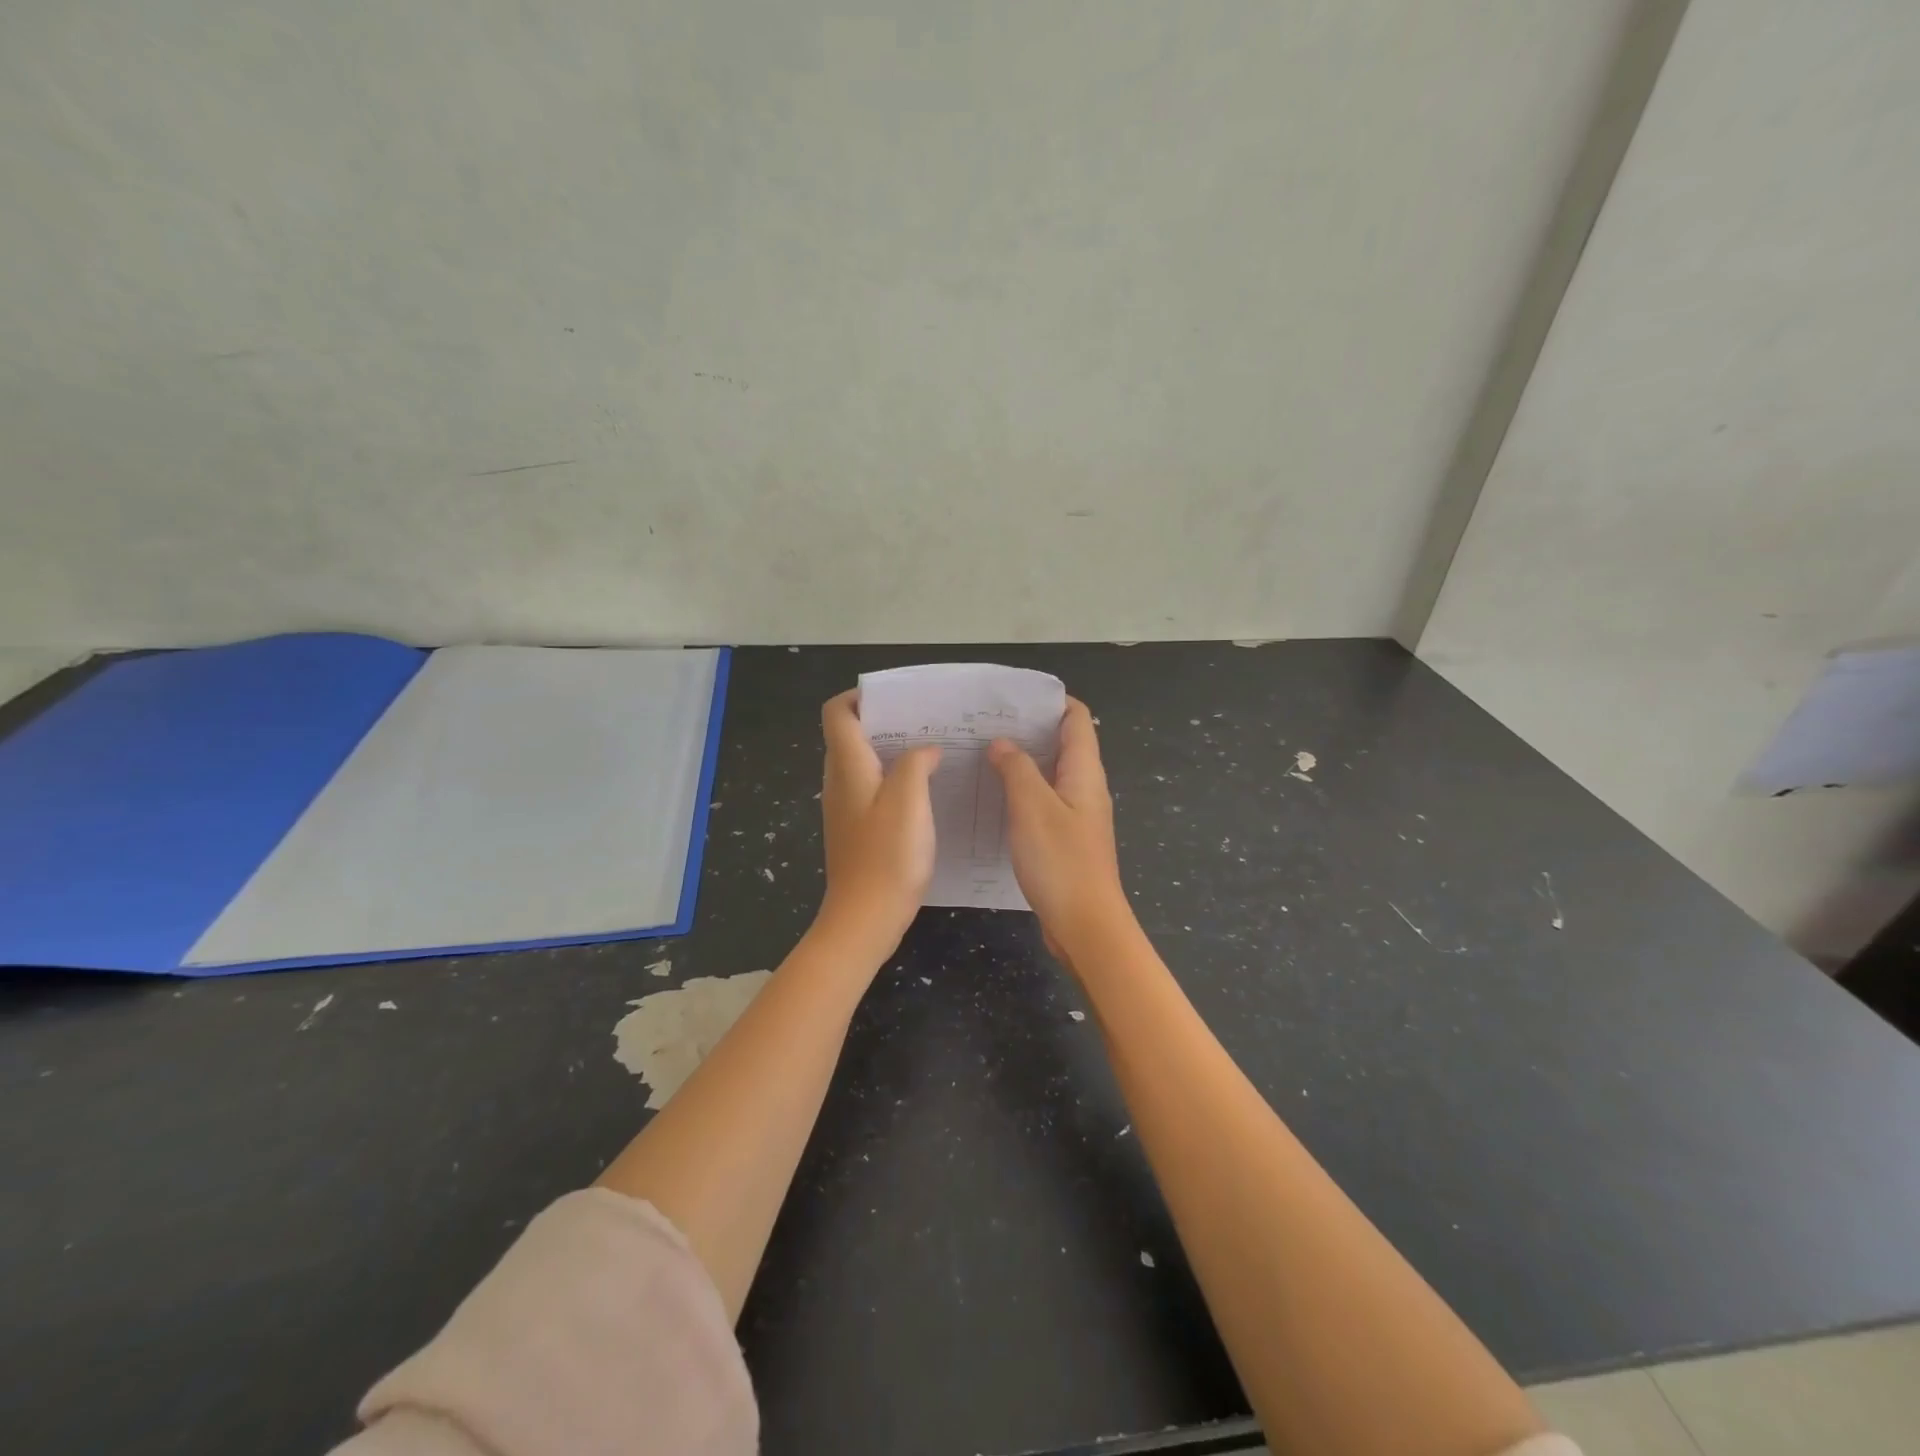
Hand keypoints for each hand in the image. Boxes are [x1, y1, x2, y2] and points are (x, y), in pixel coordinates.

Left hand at [815, 689, 941, 960]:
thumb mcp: (909, 801)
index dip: (860, 697)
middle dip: (884, 721)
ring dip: (892, 751)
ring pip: (863, 763)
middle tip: (925, 721)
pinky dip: (893, 779)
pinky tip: (924, 791)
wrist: (864, 919)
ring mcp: (845, 808)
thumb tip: (925, 750)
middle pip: (850, 735)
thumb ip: (916, 764)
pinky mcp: (856, 829)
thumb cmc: (887, 857)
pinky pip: (871, 789)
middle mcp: (839, 782)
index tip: (898, 699)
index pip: (837, 713)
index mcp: (848, 767)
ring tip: (931, 751)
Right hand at [988, 698, 1134, 962]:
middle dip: (1029, 729)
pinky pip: (1045, 802)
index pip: (1076, 719)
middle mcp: (1086, 788)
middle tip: (987, 724)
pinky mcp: (1067, 840)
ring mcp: (1078, 816)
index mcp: (1084, 772)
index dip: (1050, 701)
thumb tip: (1003, 743)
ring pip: (1051, 775)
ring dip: (1023, 761)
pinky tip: (995, 798)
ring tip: (985, 754)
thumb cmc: (1061, 862)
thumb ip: (1017, 769)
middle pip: (1063, 744)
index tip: (1013, 697)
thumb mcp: (1032, 808)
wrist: (1086, 925)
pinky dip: (1023, 792)